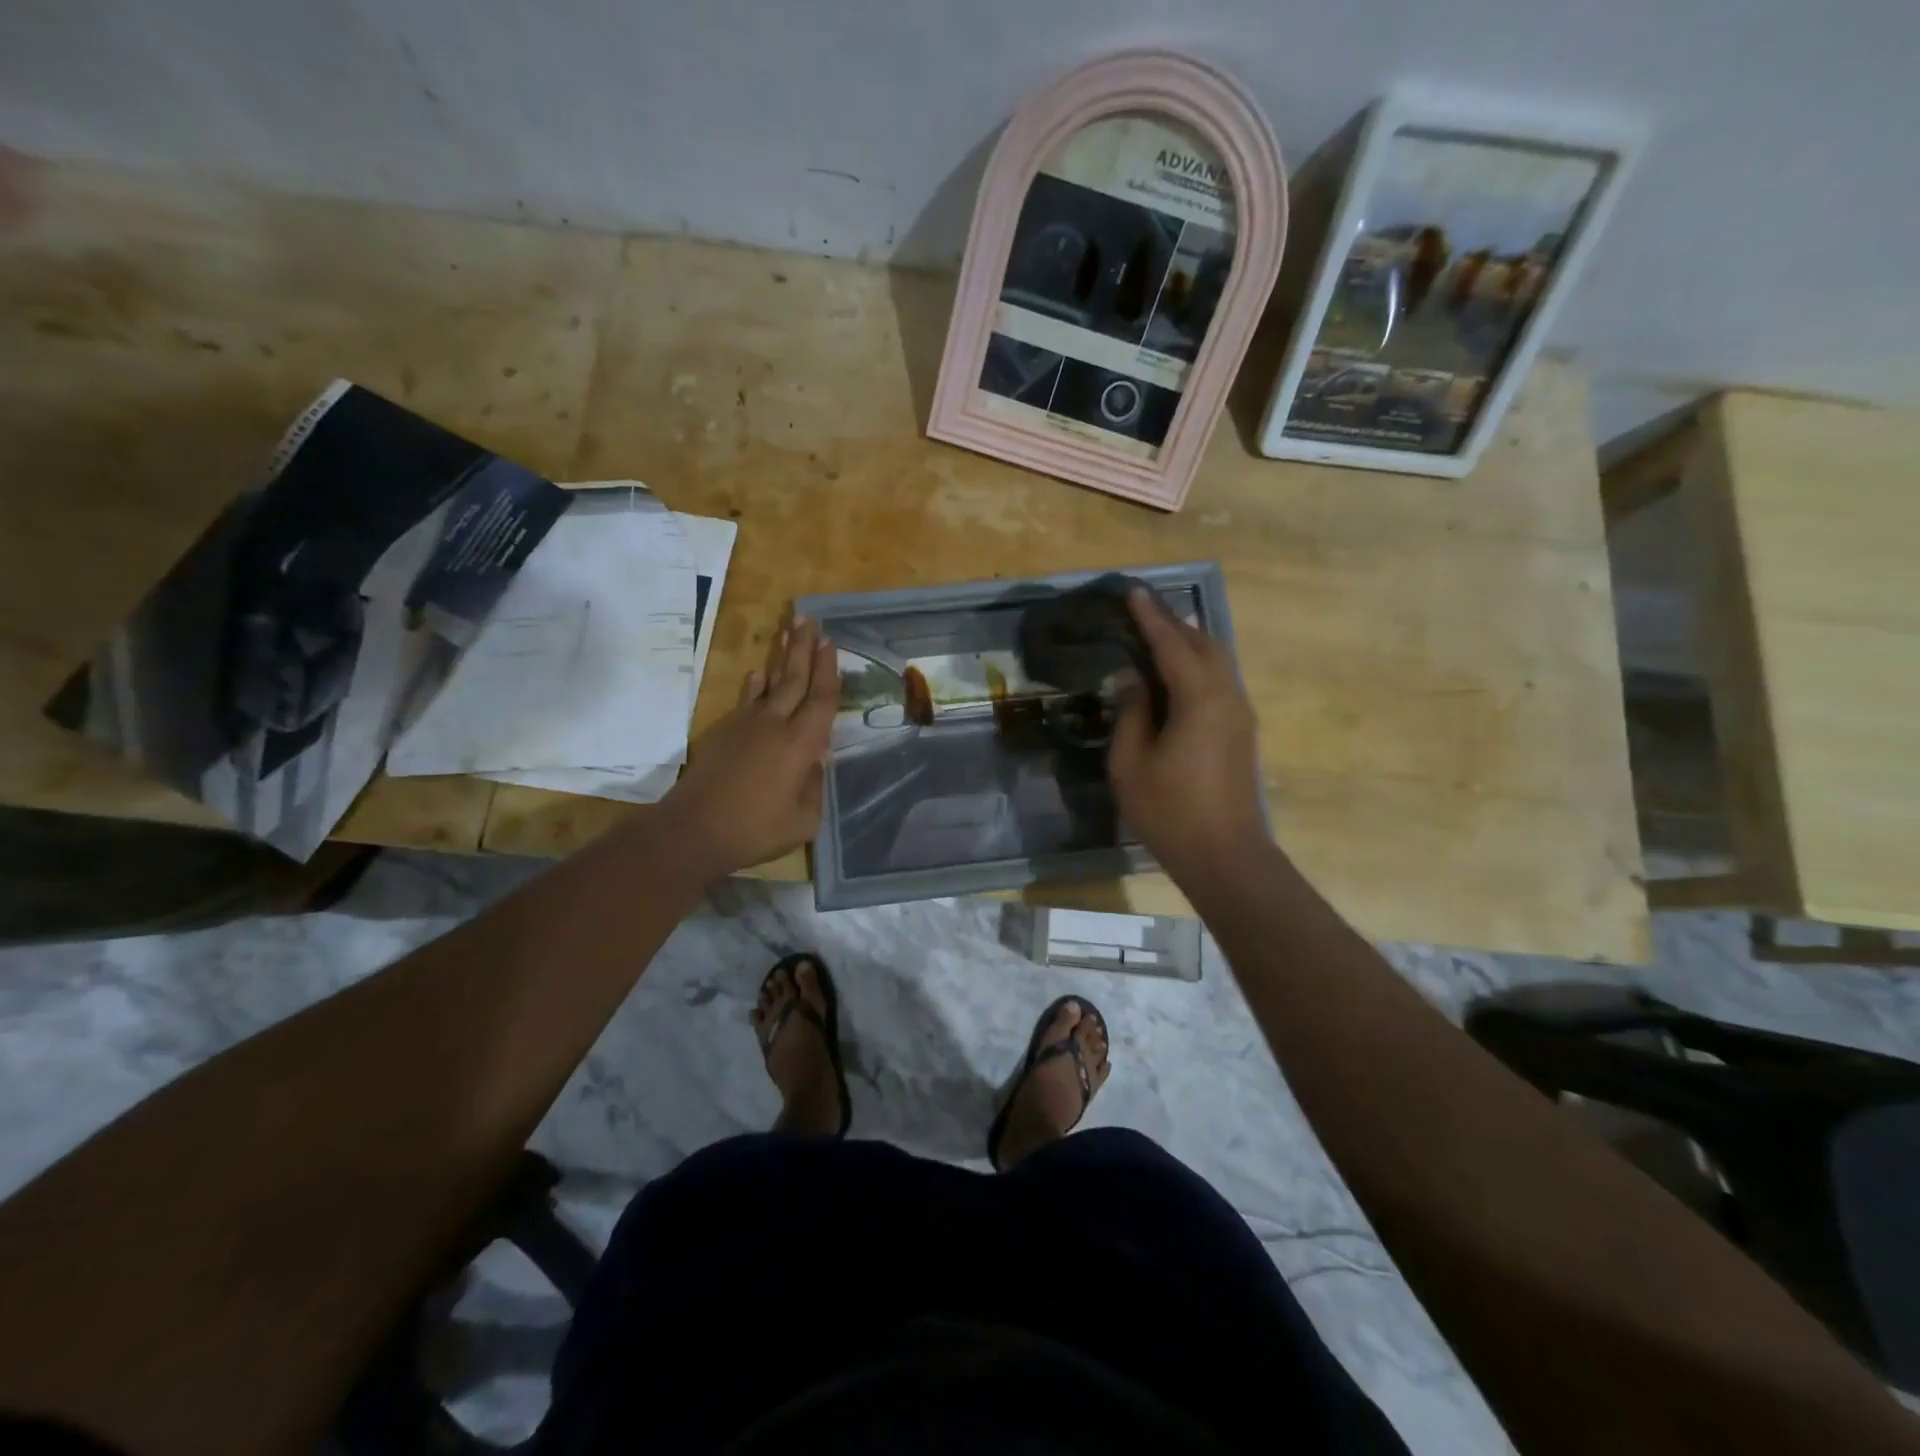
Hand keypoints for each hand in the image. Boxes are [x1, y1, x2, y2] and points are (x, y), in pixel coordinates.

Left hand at [661, 615, 838, 880]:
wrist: (694, 830)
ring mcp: (746, 725)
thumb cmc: (756, 830)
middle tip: (809, 620)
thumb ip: (814, 786)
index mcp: (802, 744)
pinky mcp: (724, 733)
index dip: (828, 669)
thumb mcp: (803, 820)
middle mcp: (776, 725)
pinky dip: (755, 686)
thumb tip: (817, 761)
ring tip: (788, 632)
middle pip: (794, 678)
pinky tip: (758, 676)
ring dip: (780, 658)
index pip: (821, 698)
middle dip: (804, 648)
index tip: (831, 642)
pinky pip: (746, 701)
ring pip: (769, 683)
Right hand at [1108, 587, 1267, 878]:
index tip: (1133, 592)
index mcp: (1199, 697)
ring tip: (1157, 637)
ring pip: (1217, 661)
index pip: (1172, 644)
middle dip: (1174, 624)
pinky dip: (1197, 666)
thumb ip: (1131, 712)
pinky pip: (1220, 681)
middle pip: (1203, 644)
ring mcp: (1240, 714)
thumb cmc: (1170, 810)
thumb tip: (1132, 679)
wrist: (1224, 854)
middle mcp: (1227, 695)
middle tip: (1142, 612)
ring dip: (1188, 644)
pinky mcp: (1241, 732)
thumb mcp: (1131, 762)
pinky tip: (1176, 676)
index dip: (1150, 617)